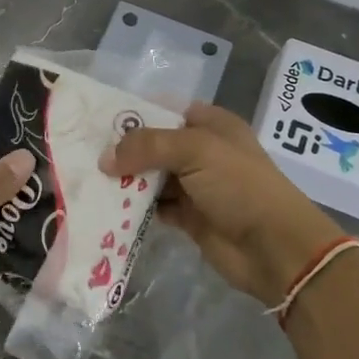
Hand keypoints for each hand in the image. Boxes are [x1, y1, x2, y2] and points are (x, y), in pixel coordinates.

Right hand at [102, 101, 345, 306]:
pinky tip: (108, 207)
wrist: (275, 248)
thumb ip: (147, 146)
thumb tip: (105, 159)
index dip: (135, 115)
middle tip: (83, 154)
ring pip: (151, 178)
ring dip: (126, 181)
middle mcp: (202, 152)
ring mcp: (196, 186)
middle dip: (123, 151)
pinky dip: (135, 208)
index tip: (97, 123)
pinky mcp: (190, 218)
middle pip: (154, 146)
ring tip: (88, 180)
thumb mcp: (195, 150)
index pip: (165, 111)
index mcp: (211, 125)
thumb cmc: (239, 186)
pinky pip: (154, 208)